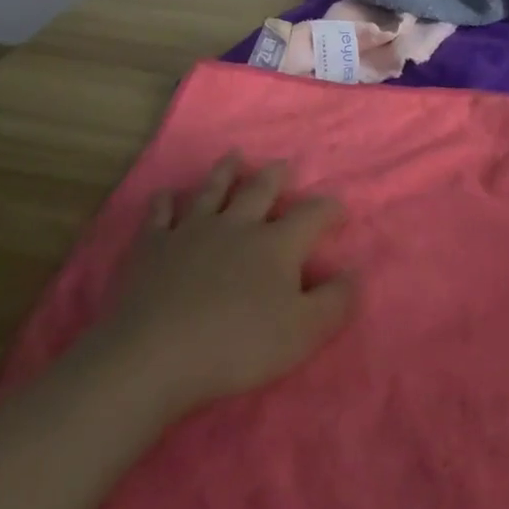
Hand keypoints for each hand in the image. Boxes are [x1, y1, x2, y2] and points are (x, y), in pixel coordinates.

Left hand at [91, 156, 354, 414]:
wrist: (156, 353)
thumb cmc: (237, 345)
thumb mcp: (302, 333)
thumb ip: (334, 302)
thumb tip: (355, 272)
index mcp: (276, 244)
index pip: (311, 216)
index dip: (328, 210)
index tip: (339, 209)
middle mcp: (237, 225)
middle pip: (260, 190)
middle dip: (275, 176)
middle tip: (284, 165)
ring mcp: (192, 230)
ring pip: (212, 190)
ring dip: (225, 171)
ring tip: (234, 155)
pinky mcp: (153, 245)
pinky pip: (160, 215)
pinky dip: (164, 202)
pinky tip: (164, 195)